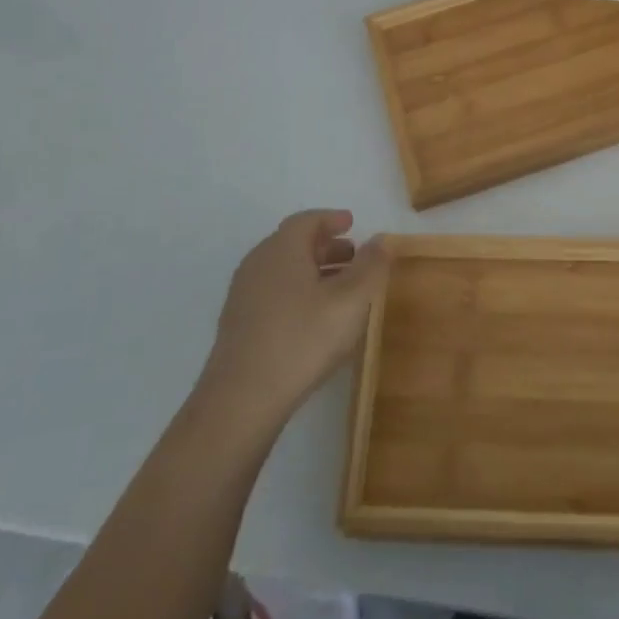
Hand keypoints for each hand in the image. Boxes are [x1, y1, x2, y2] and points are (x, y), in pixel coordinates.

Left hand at [198, 209, 388, 431]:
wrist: (242, 399)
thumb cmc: (303, 339)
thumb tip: (381, 240)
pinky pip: (273, 292)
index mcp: (282, 249)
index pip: (307, 220)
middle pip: (293, 243)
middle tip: (353, 255)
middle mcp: (258, 263)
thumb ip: (371, 266)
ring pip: (283, 270)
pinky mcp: (238, 324)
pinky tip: (315, 317)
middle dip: (326, 246)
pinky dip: (297, 291)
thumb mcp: (351, 301)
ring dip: (313, 270)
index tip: (351, 222)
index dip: (331, 219)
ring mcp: (243, 295)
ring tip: (340, 288)